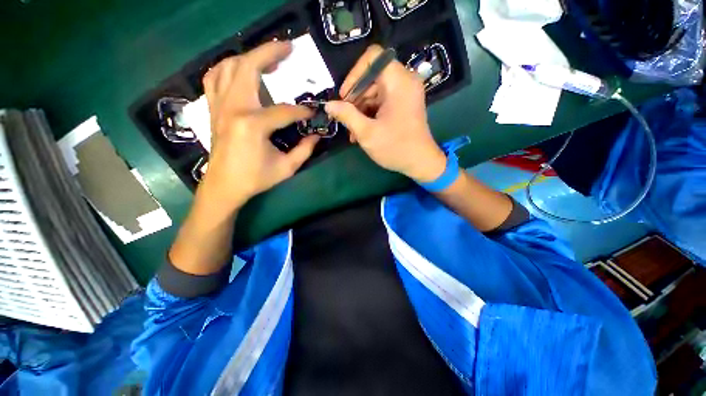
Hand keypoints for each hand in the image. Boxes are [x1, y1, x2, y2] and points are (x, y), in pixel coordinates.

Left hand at [200, 41, 319, 210]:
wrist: (224, 185)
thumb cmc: (255, 178)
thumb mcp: (286, 168)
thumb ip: (304, 150)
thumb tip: (316, 135)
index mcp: (252, 125)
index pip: (284, 111)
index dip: (302, 112)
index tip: (312, 113)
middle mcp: (233, 108)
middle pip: (249, 67)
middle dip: (271, 53)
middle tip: (288, 47)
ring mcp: (219, 105)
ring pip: (229, 66)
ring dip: (249, 56)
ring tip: (267, 57)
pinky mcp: (213, 108)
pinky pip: (214, 77)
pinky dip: (226, 67)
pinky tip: (239, 69)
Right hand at [324, 44, 445, 182]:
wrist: (420, 163)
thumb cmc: (395, 148)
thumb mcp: (367, 133)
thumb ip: (347, 115)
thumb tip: (329, 105)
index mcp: (399, 81)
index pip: (372, 57)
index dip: (354, 74)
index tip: (344, 97)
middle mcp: (404, 81)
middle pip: (372, 77)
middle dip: (355, 98)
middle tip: (345, 119)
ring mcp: (405, 93)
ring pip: (375, 92)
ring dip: (360, 110)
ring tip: (352, 132)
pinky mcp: (403, 104)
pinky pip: (382, 102)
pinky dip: (370, 114)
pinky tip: (361, 131)